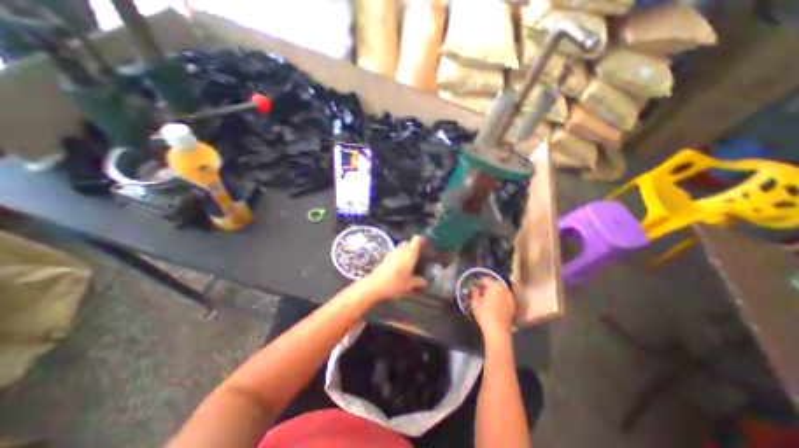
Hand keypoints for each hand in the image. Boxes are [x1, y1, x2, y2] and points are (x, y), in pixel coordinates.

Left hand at [359, 237, 426, 299]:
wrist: (375, 285)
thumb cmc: (396, 283)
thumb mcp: (409, 284)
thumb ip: (418, 281)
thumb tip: (424, 281)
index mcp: (410, 253)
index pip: (417, 239)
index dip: (421, 241)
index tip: (426, 246)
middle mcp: (401, 249)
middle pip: (409, 242)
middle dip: (414, 247)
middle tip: (419, 255)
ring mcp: (392, 252)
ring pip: (401, 247)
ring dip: (406, 252)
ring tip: (410, 262)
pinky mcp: (386, 257)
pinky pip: (396, 253)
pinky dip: (399, 256)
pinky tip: (401, 266)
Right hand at [469, 278, 515, 337]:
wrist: (498, 331)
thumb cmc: (485, 315)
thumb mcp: (475, 302)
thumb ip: (474, 292)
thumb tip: (474, 288)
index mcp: (495, 286)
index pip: (486, 279)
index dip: (479, 282)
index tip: (475, 287)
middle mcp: (504, 289)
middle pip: (495, 283)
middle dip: (488, 286)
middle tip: (481, 292)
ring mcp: (510, 297)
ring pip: (500, 290)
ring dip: (494, 292)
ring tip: (488, 298)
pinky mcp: (512, 305)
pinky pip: (505, 297)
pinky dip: (500, 298)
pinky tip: (495, 305)